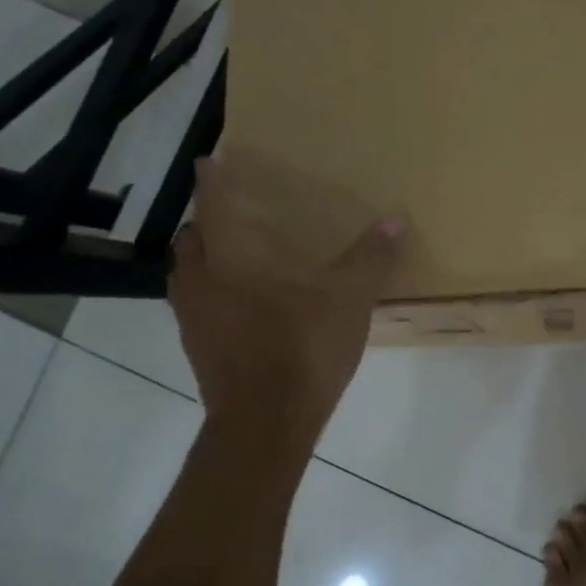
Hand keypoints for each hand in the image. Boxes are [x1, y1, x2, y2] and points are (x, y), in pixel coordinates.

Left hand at [169, 157, 405, 448]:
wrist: (264, 423)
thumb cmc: (302, 347)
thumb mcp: (349, 299)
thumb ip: (370, 257)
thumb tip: (396, 219)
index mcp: (232, 254)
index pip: (213, 201)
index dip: (212, 179)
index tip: (211, 162)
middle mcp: (202, 277)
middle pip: (192, 237)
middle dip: (208, 222)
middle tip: (236, 216)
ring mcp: (192, 316)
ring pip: (188, 273)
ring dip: (205, 259)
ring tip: (237, 259)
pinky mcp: (196, 348)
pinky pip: (196, 306)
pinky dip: (212, 295)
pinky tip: (243, 307)